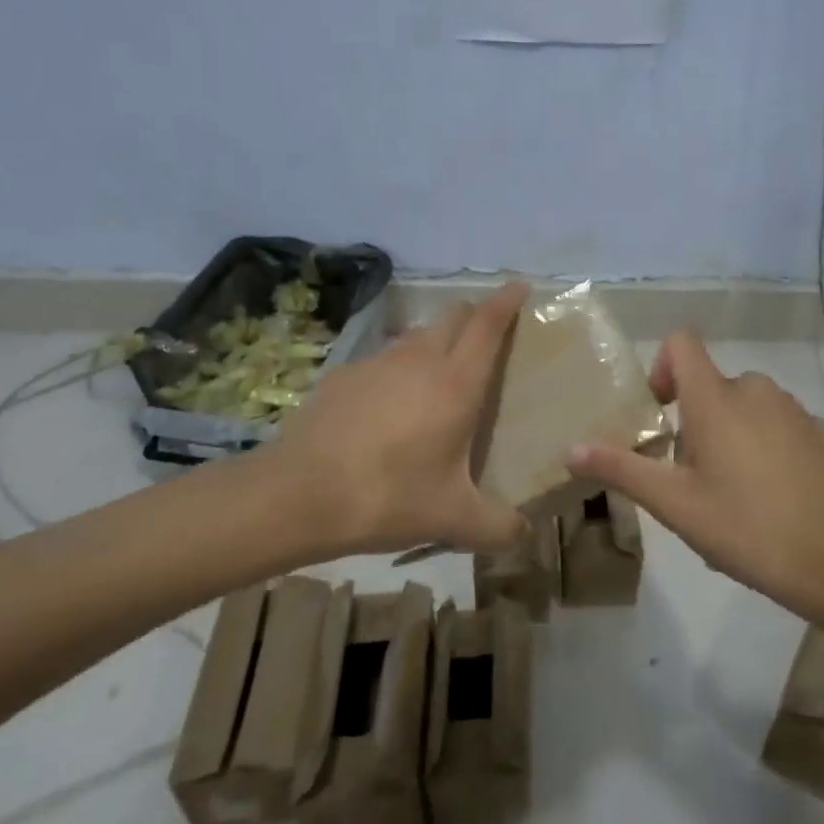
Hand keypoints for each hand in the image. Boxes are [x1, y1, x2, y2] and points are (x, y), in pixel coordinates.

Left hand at [269, 283, 530, 556]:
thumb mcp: (452, 519)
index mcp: (455, 383)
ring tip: (438, 375)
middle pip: (453, 316)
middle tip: (486, 336)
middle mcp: (420, 359)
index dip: (506, 301)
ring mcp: (377, 362)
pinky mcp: (344, 375)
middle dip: (474, 315)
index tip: (520, 286)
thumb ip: (498, 528)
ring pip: (417, 335)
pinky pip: (382, 359)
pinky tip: (387, 406)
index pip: (488, 325)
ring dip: (435, 342)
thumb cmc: (387, 497)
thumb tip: (526, 536)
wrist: (297, 494)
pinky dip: (397, 369)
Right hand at [567, 331, 823, 615]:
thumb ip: (623, 470)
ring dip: (729, 435)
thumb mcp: (676, 506)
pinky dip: (764, 446)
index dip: (661, 367)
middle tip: (692, 479)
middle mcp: (755, 389)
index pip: (681, 343)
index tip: (660, 414)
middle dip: (694, 422)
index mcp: (716, 398)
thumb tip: (571, 450)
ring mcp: (794, 409)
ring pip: (745, 406)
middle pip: (710, 385)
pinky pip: (778, 424)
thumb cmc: (748, 529)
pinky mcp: (821, 433)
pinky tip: (773, 498)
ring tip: (732, 495)